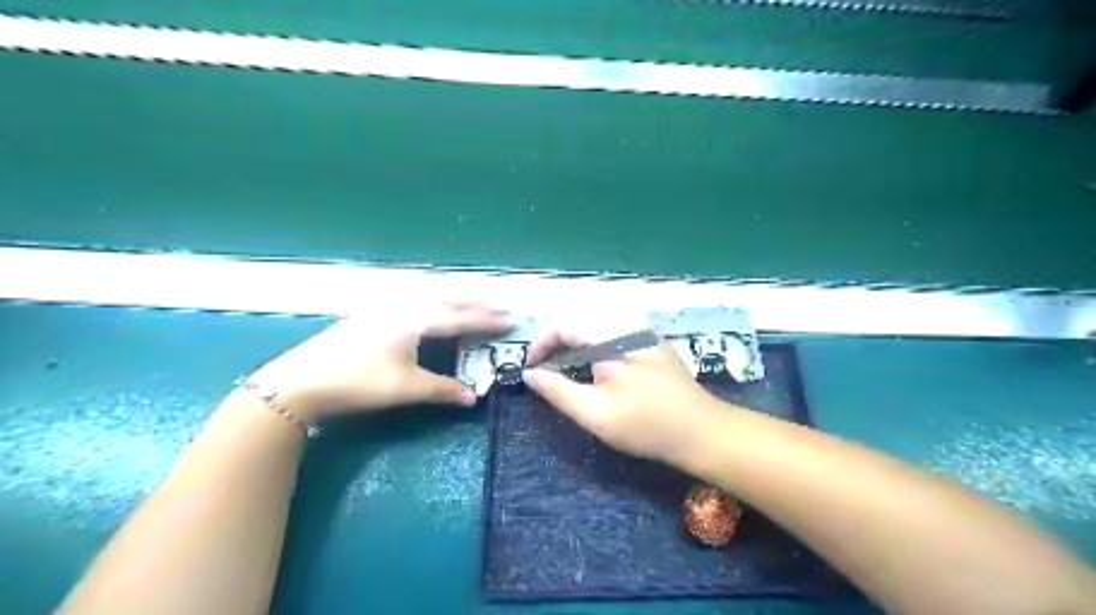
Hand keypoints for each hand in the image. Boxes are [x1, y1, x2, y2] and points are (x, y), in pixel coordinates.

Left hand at [246, 302, 510, 422]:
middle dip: (476, 299)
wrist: (300, 381)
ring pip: (430, 294)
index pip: (459, 317)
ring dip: (455, 296)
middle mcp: (404, 306)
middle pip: (447, 296)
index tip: (510, 320)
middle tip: (499, 303)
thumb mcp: (404, 388)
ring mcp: (386, 307)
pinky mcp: (373, 314)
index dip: (486, 320)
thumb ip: (442, 390)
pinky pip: (416, 298)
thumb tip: (473, 397)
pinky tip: (433, 307)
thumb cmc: (358, 382)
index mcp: (415, 320)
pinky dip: (436, 299)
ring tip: (473, 301)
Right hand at [521, 318, 725, 465]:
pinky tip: (588, 355)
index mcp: (613, 336)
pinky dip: (589, 334)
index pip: (564, 324)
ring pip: (592, 316)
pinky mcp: (647, 333)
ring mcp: (640, 325)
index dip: (541, 343)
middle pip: (576, 315)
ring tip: (560, 359)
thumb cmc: (646, 425)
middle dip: (554, 338)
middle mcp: (626, 320)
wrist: (700, 429)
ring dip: (571, 334)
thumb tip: (529, 374)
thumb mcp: (595, 414)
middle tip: (542, 366)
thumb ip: (557, 391)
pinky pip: (608, 322)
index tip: (529, 368)